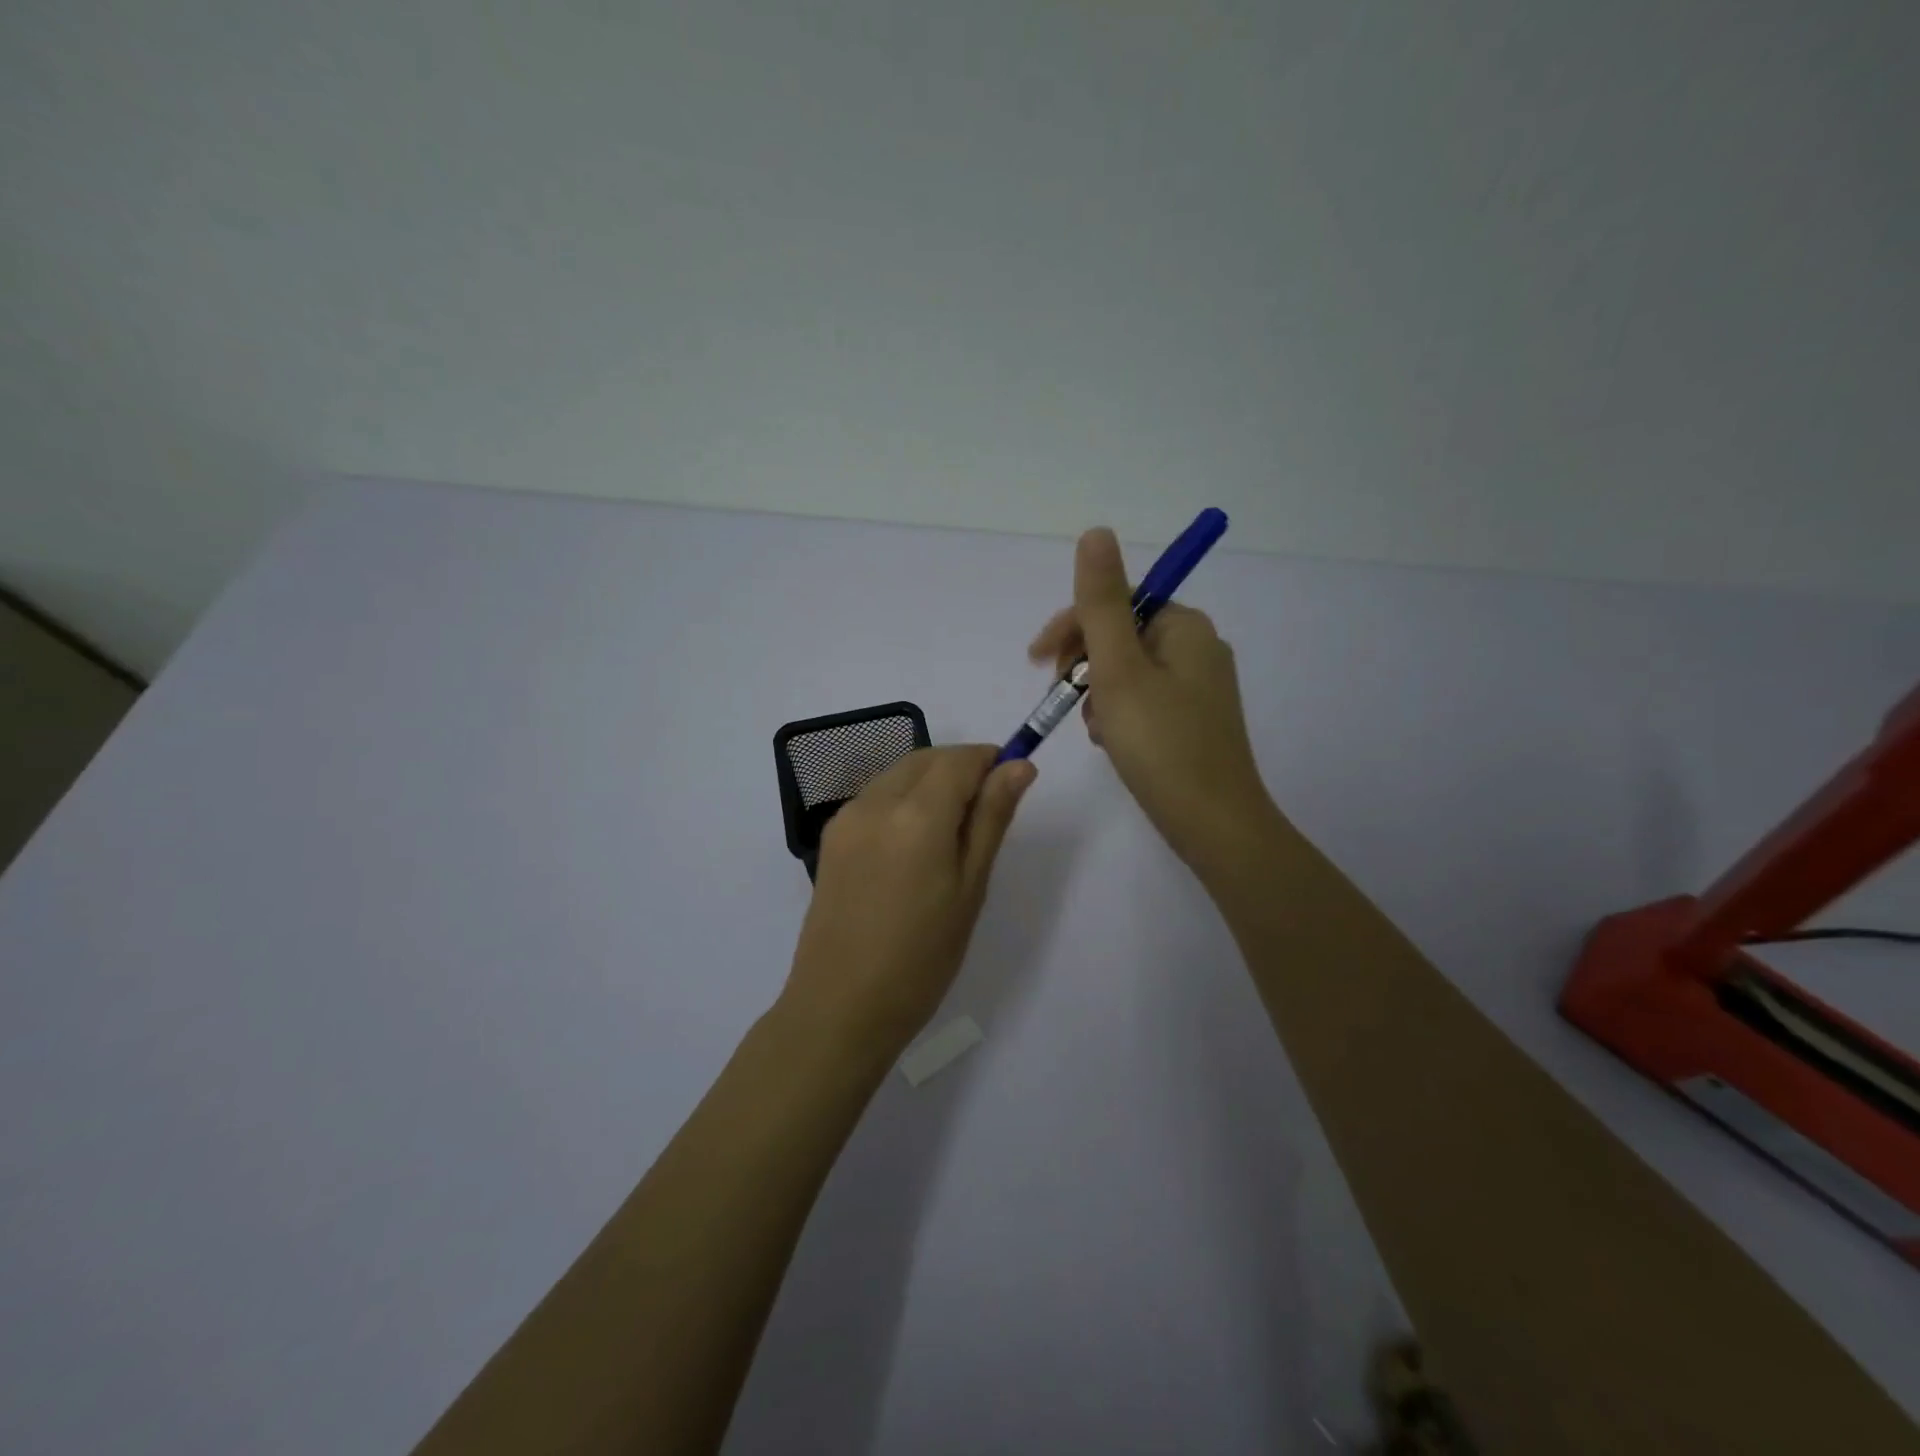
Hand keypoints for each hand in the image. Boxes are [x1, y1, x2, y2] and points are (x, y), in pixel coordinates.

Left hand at [781, 745, 1034, 1065]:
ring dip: (930, 783)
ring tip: (949, 837)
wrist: (841, 1006)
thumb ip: (992, 818)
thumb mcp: (970, 887)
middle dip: (960, 770)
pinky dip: (902, 801)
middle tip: (984, 816)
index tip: (1010, 784)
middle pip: (927, 760)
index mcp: (916, 814)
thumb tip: (1019, 765)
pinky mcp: (831, 837)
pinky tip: (913, 846)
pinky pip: (875, 797)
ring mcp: (846, 818)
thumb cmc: (922, 957)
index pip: (960, 759)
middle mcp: (875, 802)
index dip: (990, 761)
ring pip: (899, 774)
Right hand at [1029, 528, 1280, 876]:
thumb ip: (1101, 603)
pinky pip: (1142, 700)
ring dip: (1098, 692)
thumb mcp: (1120, 669)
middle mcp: (1197, 648)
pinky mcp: (1192, 721)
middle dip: (1084, 664)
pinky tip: (1110, 742)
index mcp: (1185, 627)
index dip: (1072, 627)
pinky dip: (1117, 714)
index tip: (1037, 662)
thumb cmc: (1161, 744)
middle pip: (1121, 635)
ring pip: (1127, 671)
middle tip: (1066, 700)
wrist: (1213, 825)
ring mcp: (1197, 688)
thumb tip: (1096, 531)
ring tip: (1094, 728)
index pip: (1117, 602)